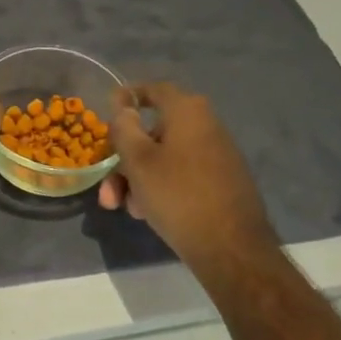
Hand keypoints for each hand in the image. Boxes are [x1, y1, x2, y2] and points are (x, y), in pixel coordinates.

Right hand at [97, 83, 272, 262]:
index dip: (128, 97)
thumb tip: (124, 108)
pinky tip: (147, 213)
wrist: (232, 249)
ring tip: (125, 208)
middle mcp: (206, 126)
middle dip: (125, 158)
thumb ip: (124, 128)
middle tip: (108, 186)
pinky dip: (160, 186)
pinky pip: (182, 174)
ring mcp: (217, 155)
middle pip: (153, 132)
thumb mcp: (138, 160)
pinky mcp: (222, 182)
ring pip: (165, 158)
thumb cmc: (178, 195)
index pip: (153, 90)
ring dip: (138, 178)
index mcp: (188, 112)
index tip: (108, 109)